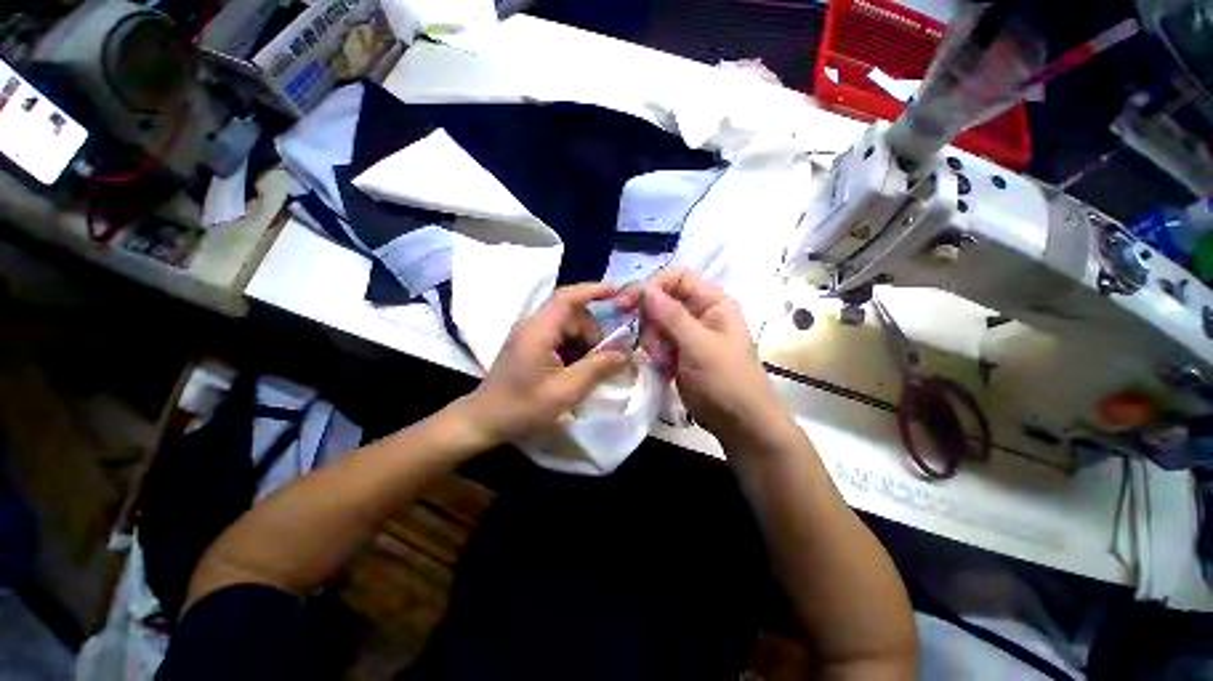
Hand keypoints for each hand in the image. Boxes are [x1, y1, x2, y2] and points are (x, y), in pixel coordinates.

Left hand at [457, 283, 629, 446]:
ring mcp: (529, 335)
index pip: (567, 298)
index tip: (616, 292)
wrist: (484, 420)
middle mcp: (532, 325)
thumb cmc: (522, 407)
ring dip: (584, 343)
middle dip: (593, 333)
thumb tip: (625, 353)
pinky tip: (577, 370)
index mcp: (538, 331)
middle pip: (572, 315)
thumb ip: (597, 369)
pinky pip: (559, 337)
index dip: (593, 291)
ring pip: (567, 327)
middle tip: (605, 359)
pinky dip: (574, 349)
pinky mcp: (529, 345)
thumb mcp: (565, 391)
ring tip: (591, 369)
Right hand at [618, 269, 784, 449]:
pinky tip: (664, 367)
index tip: (631, 302)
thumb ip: (672, 316)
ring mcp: (686, 334)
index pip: (677, 278)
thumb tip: (645, 288)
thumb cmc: (726, 380)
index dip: (654, 285)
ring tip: (665, 361)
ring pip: (654, 323)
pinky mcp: (677, 352)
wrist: (738, 423)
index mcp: (712, 303)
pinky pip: (655, 341)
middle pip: (661, 300)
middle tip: (654, 344)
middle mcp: (698, 313)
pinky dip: (654, 352)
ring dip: (653, 341)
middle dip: (652, 320)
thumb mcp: (700, 346)